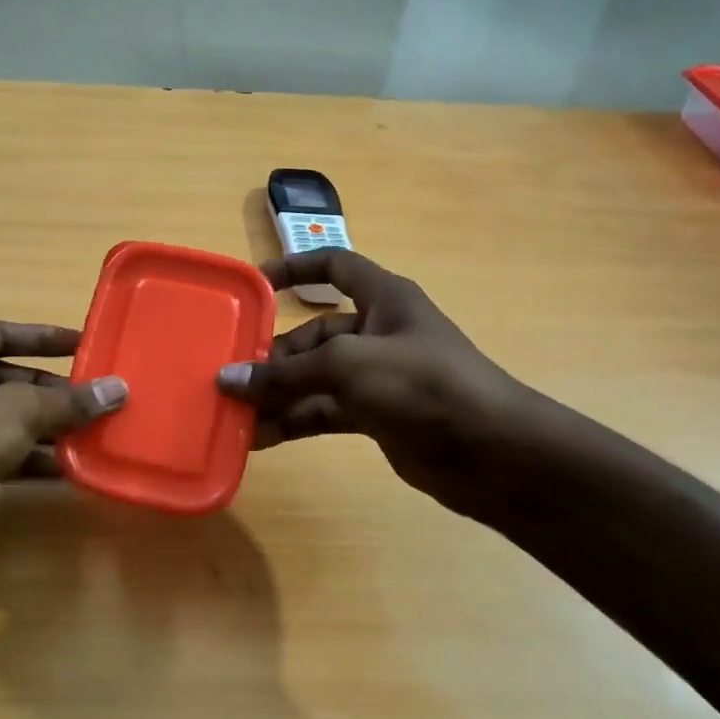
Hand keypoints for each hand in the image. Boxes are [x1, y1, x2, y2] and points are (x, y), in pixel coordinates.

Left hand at [0, 322, 126, 590]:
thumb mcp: (13, 414)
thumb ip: (67, 401)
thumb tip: (118, 389)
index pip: (0, 333)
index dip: (43, 336)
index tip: (85, 343)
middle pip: (7, 379)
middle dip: (53, 390)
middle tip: (100, 397)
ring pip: (6, 421)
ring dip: (48, 428)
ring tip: (96, 433)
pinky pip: (1, 456)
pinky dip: (32, 460)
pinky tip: (69, 470)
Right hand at [216, 251, 549, 521]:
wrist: (492, 453)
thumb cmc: (422, 385)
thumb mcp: (348, 366)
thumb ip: (286, 373)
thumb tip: (227, 379)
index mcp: (383, 298)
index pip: (334, 265)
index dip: (295, 268)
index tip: (255, 286)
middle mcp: (378, 332)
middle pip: (313, 334)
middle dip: (273, 357)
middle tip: (230, 380)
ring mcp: (377, 377)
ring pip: (315, 378)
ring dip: (277, 395)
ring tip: (234, 414)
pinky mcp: (376, 416)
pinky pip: (324, 411)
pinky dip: (294, 421)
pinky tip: (260, 438)